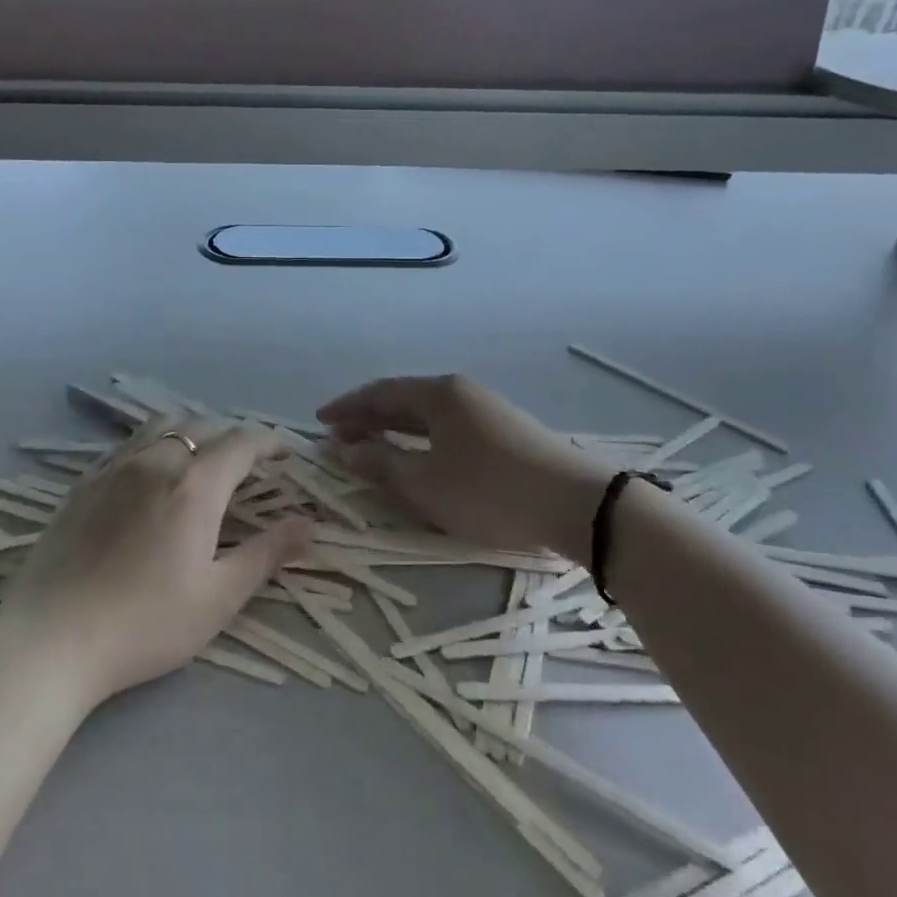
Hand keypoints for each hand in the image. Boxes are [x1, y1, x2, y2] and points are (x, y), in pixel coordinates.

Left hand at [0, 417, 312, 705]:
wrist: (50, 641)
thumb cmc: (145, 625)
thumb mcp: (218, 598)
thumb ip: (266, 554)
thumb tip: (308, 525)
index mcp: (194, 486)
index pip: (242, 442)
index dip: (269, 441)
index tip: (286, 453)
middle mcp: (156, 462)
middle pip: (202, 426)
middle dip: (233, 437)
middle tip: (250, 464)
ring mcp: (114, 469)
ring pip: (162, 427)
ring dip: (192, 432)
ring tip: (202, 458)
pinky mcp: (83, 484)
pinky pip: (129, 445)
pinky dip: (155, 445)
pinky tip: (152, 475)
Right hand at [317, 375, 620, 562]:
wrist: (576, 504)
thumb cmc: (490, 491)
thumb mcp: (426, 483)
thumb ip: (381, 463)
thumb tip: (346, 450)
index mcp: (439, 394)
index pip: (380, 393)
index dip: (346, 407)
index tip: (319, 421)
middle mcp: (460, 392)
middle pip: (403, 400)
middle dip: (367, 418)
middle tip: (338, 438)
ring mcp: (486, 410)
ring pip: (426, 416)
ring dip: (394, 430)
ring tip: (370, 449)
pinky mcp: (504, 432)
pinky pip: (447, 428)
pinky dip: (420, 440)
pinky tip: (417, 458)